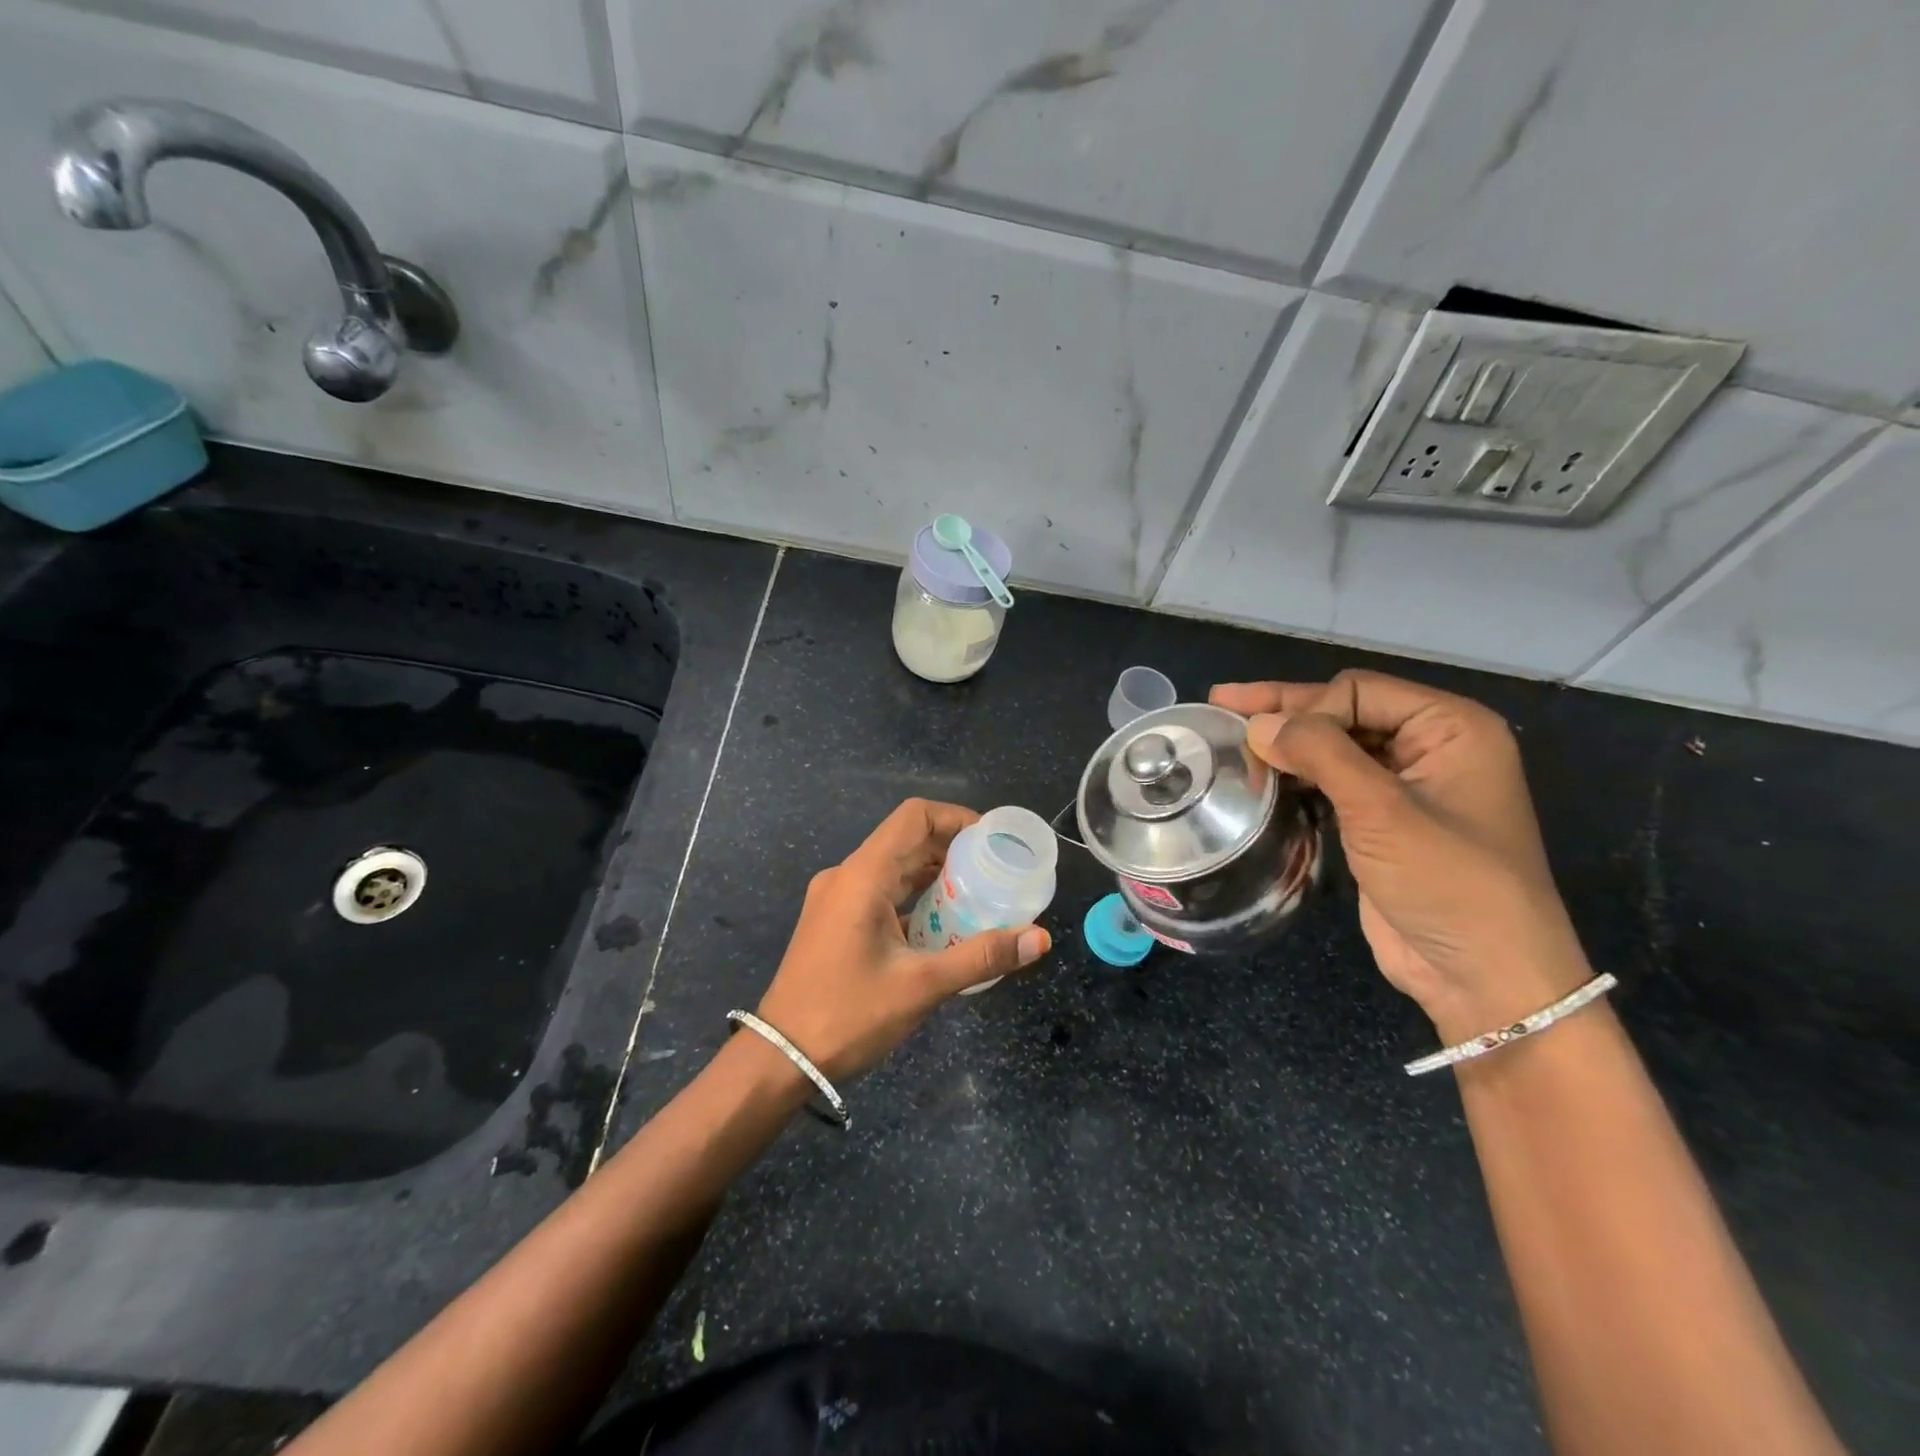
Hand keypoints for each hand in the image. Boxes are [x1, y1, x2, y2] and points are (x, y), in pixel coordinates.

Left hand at [755, 799, 1051, 1081]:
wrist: (779, 1058)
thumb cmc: (848, 1015)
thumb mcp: (921, 986)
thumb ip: (982, 957)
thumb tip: (1039, 938)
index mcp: (862, 876)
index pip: (913, 817)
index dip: (956, 818)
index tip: (992, 841)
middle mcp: (846, 876)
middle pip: (905, 840)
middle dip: (952, 850)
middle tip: (995, 873)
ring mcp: (835, 898)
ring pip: (893, 868)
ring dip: (933, 875)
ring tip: (977, 897)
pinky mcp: (833, 920)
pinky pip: (880, 891)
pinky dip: (913, 897)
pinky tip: (941, 926)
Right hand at [1211, 671, 1588, 1041]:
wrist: (1483, 977)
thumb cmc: (1448, 883)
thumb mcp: (1382, 811)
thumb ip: (1320, 754)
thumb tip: (1256, 723)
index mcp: (1451, 728)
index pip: (1358, 691)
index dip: (1305, 706)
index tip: (1255, 735)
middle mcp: (1431, 747)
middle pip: (1343, 712)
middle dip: (1284, 713)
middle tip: (1218, 704)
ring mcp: (1406, 786)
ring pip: (1333, 748)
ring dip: (1286, 746)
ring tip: (1230, 742)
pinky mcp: (1382, 821)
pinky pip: (1332, 782)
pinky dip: (1296, 778)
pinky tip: (1260, 777)